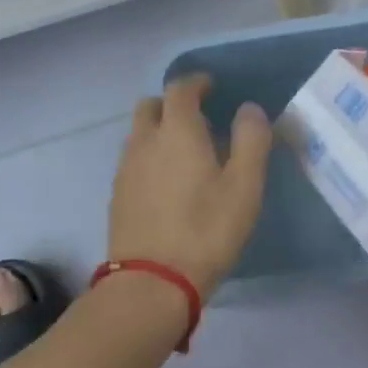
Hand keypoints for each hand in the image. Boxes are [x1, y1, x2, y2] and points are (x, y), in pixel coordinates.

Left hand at [109, 75, 270, 297]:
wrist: (151, 285)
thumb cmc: (206, 230)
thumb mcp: (244, 186)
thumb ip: (251, 140)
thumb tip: (249, 108)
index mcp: (177, 130)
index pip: (180, 88)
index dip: (196, 82)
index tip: (211, 87)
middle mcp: (145, 140)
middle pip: (151, 105)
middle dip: (172, 104)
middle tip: (197, 119)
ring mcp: (126, 169)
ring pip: (139, 133)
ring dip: (159, 131)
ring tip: (184, 153)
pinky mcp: (117, 195)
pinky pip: (133, 160)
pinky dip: (149, 157)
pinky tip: (167, 183)